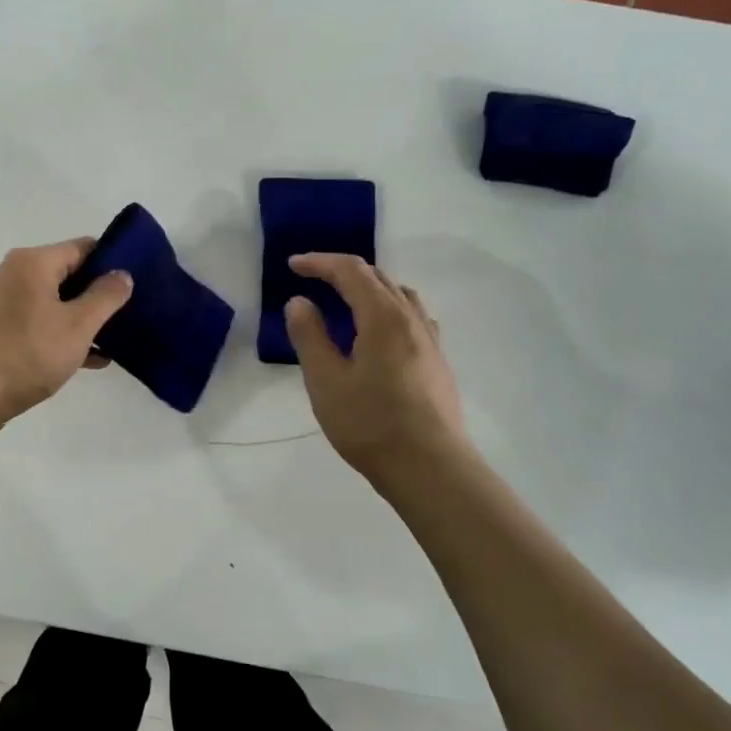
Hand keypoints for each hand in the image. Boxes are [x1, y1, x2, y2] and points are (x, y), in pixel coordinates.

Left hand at [0, 237, 133, 441]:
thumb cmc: (25, 355)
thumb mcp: (77, 326)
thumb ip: (105, 297)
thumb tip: (123, 274)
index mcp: (34, 262)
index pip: (84, 247)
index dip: (113, 262)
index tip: (139, 284)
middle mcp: (16, 274)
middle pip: (70, 273)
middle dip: (100, 294)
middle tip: (133, 314)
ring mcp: (4, 303)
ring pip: (57, 302)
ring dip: (85, 319)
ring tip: (118, 340)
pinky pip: (41, 323)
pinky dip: (64, 335)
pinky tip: (91, 360)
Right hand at [284, 254, 470, 489]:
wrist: (430, 468)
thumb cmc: (370, 424)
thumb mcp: (325, 381)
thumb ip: (310, 336)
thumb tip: (300, 302)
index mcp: (382, 317)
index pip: (350, 271)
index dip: (319, 263)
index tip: (292, 265)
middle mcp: (411, 319)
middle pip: (378, 277)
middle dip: (343, 271)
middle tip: (313, 279)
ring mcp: (430, 340)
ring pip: (400, 295)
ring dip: (369, 288)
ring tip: (346, 301)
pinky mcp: (438, 362)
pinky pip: (414, 317)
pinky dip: (390, 308)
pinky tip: (383, 332)